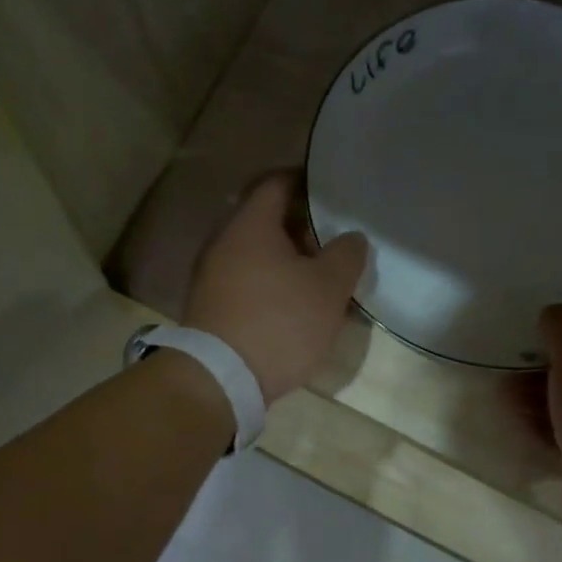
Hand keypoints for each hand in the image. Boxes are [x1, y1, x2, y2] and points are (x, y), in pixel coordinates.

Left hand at [185, 171, 368, 403]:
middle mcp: (223, 243)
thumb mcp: (328, 288)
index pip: (277, 183)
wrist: (221, 379)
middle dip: (301, 228)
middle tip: (334, 241)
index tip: (333, 191)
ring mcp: (211, 278)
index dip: (307, 182)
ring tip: (319, 279)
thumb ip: (346, 255)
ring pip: (255, 256)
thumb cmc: (279, 323)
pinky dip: (270, 287)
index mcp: (250, 224)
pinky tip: (292, 308)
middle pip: (265, 221)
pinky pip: (245, 285)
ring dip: (286, 262)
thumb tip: (351, 238)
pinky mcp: (210, 309)